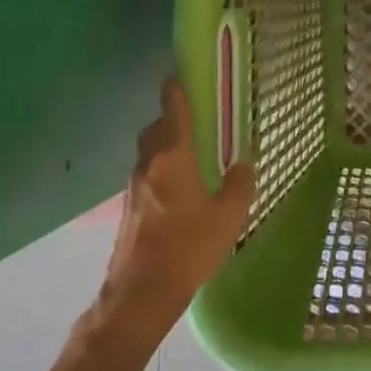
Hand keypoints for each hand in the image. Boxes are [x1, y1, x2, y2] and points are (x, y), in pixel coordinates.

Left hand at [96, 79, 254, 337]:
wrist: (141, 293)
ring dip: (163, 145)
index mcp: (172, 159)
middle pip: (155, 130)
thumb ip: (239, 185)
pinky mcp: (129, 209)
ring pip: (148, 153)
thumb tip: (242, 164)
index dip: (175, 92)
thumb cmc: (188, 248)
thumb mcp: (228, 217)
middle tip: (193, 118)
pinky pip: (146, 175)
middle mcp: (148, 166)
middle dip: (170, 119)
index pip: (172, 112)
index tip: (178, 77)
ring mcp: (134, 188)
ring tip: (188, 152)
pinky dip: (160, 169)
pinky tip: (177, 187)